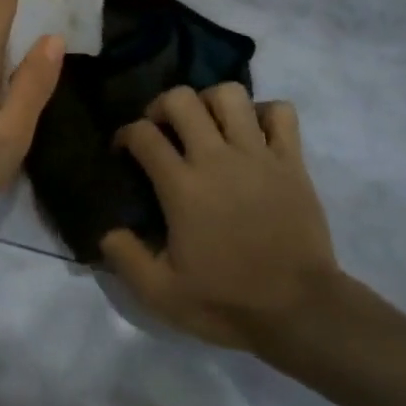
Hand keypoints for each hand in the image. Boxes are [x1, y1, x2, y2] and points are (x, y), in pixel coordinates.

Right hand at [100, 84, 352, 358]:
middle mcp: (217, 159)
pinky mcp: (292, 162)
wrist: (300, 311)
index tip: (123, 150)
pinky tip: (252, 134)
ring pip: (230, 95)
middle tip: (162, 130)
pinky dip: (263, 113)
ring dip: (210, 102)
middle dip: (162, 106)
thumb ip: (125, 257)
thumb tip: (104, 229)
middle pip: (182, 99)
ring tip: (206, 126)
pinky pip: (281, 112)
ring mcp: (258, 155)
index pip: (143, 134)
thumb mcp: (161, 293)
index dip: (125, 134)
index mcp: (182, 187)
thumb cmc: (227, 301)